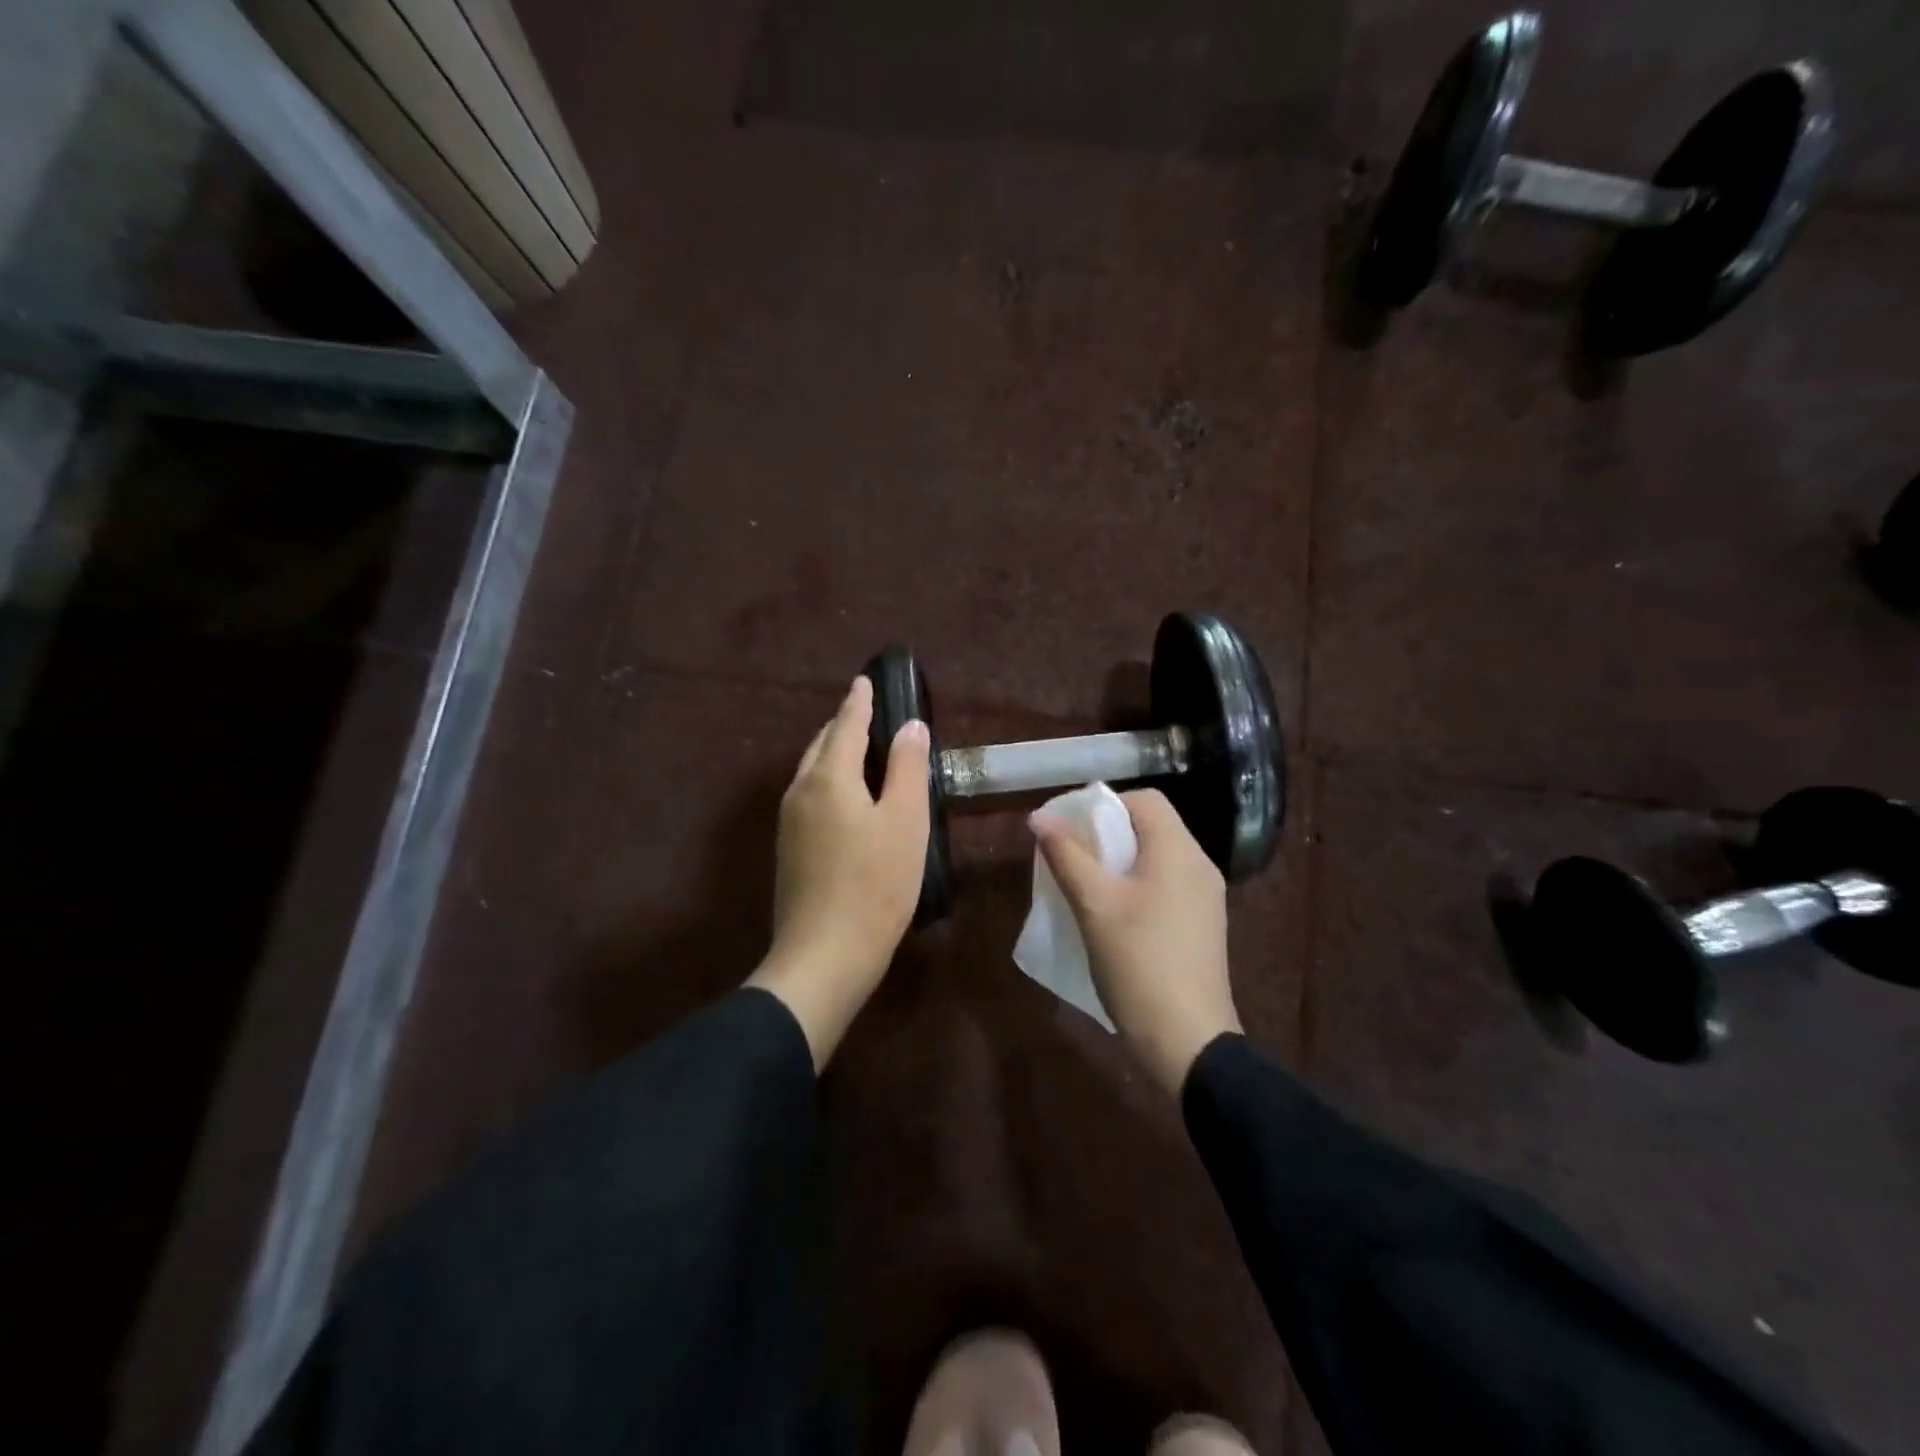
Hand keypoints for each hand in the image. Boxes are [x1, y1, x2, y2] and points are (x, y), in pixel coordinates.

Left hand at [749, 676, 930, 1068]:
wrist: (824, 956)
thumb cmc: (875, 885)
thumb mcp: (905, 822)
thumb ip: (907, 768)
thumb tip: (909, 725)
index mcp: (828, 778)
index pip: (845, 725)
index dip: (859, 702)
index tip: (865, 681)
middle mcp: (800, 792)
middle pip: (822, 745)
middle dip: (843, 724)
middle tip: (867, 712)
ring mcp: (789, 823)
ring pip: (812, 772)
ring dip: (834, 753)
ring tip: (858, 748)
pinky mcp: (789, 850)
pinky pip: (810, 796)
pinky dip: (829, 780)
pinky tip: (845, 797)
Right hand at [1030, 789, 1239, 1096]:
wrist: (1187, 1039)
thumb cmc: (1138, 961)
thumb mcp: (1094, 904)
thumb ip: (1067, 855)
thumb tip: (1039, 817)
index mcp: (1179, 851)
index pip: (1145, 800)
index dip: (1104, 804)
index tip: (1070, 827)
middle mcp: (1199, 866)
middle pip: (1151, 827)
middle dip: (1106, 833)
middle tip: (1070, 856)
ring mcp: (1205, 898)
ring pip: (1156, 859)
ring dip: (1118, 862)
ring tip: (1083, 885)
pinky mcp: (1201, 926)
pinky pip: (1164, 886)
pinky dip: (1135, 886)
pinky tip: (1110, 914)